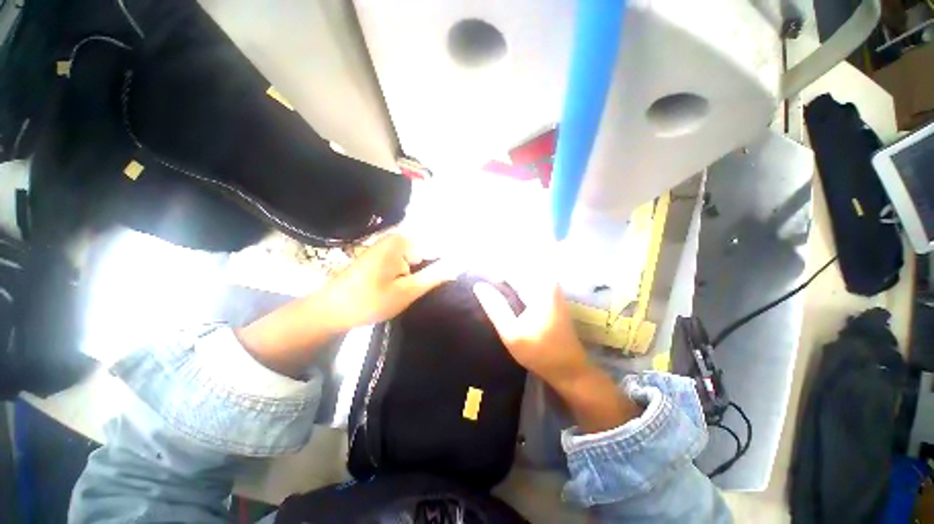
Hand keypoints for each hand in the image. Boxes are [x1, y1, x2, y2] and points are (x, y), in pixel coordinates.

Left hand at [236, 233, 454, 378]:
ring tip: (414, 291)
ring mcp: (387, 247)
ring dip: (420, 275)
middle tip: (425, 290)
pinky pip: (405, 263)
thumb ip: (435, 276)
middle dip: (431, 271)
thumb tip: (460, 265)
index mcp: (402, 242)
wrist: (330, 311)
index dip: (446, 264)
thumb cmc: (369, 301)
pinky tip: (404, 289)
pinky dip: (409, 275)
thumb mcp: (407, 291)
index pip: (438, 248)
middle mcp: (395, 239)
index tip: (451, 280)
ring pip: (416, 260)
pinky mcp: (382, 257)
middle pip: (427, 253)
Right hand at [474, 278, 641, 432]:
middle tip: (482, 287)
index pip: (510, 269)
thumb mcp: (512, 333)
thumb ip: (495, 307)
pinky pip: (528, 284)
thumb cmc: (540, 352)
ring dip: (506, 282)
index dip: (492, 273)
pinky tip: (504, 297)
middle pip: (517, 271)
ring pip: (522, 277)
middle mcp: (548, 282)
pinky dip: (515, 288)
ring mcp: (551, 289)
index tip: (478, 279)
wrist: (570, 369)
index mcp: (540, 286)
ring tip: (489, 291)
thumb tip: (479, 286)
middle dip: (499, 276)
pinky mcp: (551, 297)